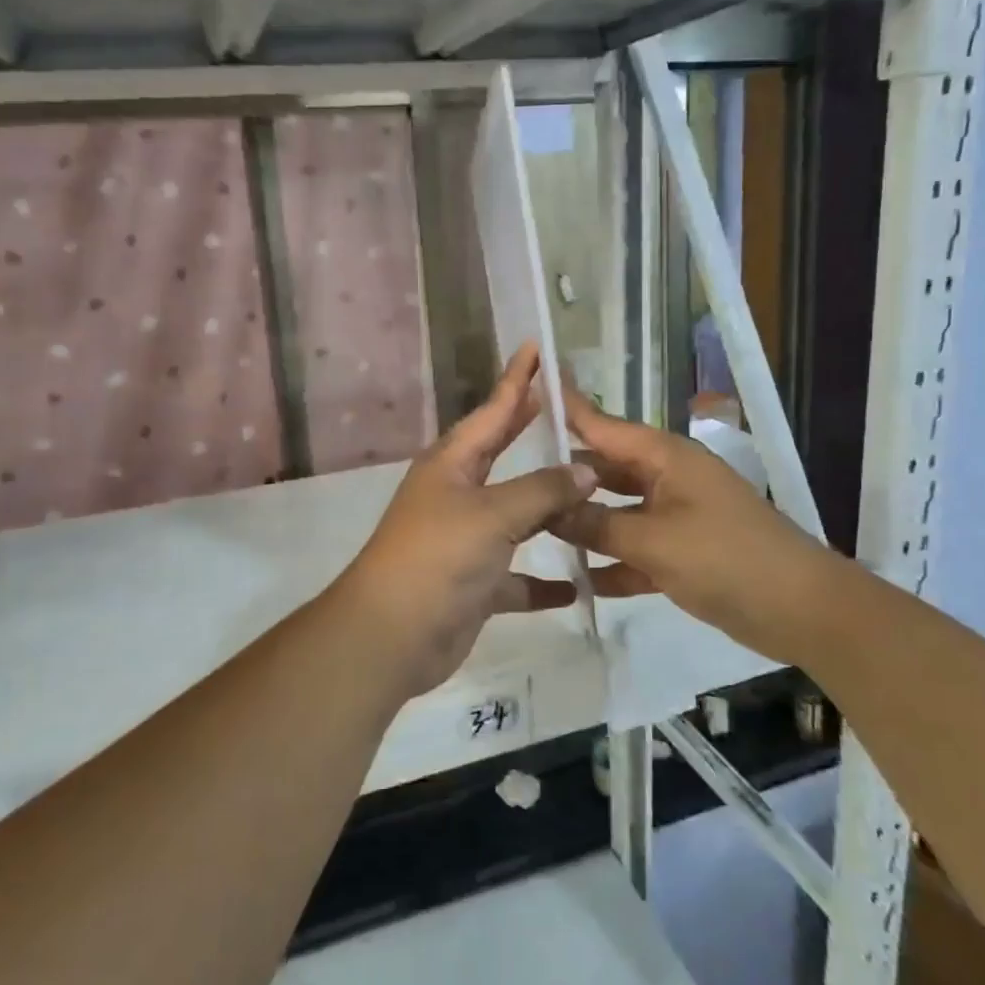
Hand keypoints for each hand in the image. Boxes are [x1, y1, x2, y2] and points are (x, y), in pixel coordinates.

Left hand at [330, 344, 596, 697]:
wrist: (393, 635)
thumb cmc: (439, 557)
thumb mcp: (493, 515)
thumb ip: (542, 490)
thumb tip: (585, 469)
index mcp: (452, 465)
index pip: (492, 411)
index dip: (516, 380)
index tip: (536, 349)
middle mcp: (456, 495)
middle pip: (500, 455)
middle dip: (527, 430)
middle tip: (561, 408)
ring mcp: (465, 540)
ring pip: (516, 516)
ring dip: (548, 509)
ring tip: (591, 492)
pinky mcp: (473, 584)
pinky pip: (516, 577)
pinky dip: (542, 582)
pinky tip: (576, 585)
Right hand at [551, 385, 829, 646]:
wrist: (801, 610)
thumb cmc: (726, 559)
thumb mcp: (653, 541)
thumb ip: (597, 525)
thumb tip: (547, 510)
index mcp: (664, 458)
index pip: (602, 424)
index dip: (566, 408)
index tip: (529, 384)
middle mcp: (667, 478)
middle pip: (604, 469)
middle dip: (564, 477)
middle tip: (512, 482)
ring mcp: (675, 515)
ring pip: (616, 511)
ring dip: (584, 524)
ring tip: (532, 529)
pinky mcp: (682, 552)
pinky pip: (635, 549)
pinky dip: (612, 563)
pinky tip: (577, 581)